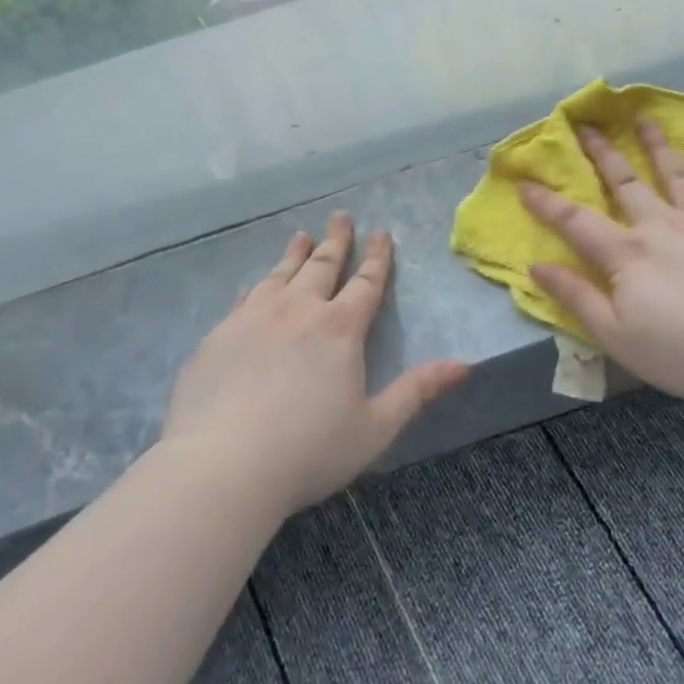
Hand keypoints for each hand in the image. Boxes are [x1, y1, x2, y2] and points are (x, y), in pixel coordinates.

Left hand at [162, 213, 468, 513]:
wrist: (221, 467)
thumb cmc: (308, 451)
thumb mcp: (375, 427)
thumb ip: (417, 391)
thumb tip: (464, 364)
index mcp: (340, 329)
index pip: (366, 283)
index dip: (377, 257)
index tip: (382, 232)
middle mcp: (299, 311)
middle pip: (323, 265)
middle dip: (337, 240)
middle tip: (341, 216)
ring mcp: (254, 318)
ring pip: (281, 274)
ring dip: (296, 254)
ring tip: (302, 236)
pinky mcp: (219, 335)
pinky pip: (245, 298)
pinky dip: (260, 284)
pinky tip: (257, 285)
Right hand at [521, 120, 683, 407]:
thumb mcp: (616, 336)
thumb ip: (576, 297)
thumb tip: (536, 265)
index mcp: (628, 254)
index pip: (577, 221)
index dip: (547, 202)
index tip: (525, 182)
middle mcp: (663, 225)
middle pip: (626, 182)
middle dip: (603, 153)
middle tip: (587, 125)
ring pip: (678, 174)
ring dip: (659, 145)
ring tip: (646, 119)